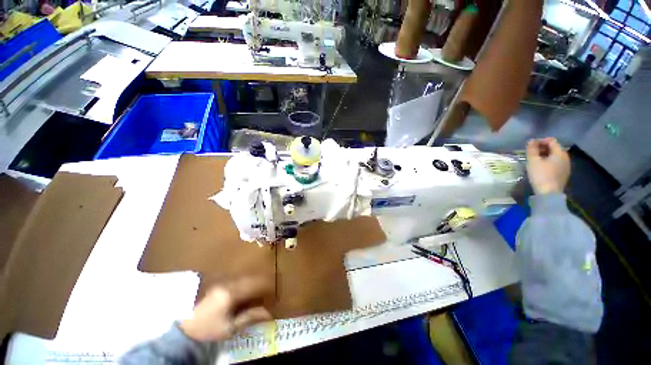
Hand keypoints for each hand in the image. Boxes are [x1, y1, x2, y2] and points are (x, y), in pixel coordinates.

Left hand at [180, 276, 273, 341]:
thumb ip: (250, 317)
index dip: (265, 284)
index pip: (253, 284)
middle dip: (260, 281)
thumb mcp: (230, 327)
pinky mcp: (216, 285)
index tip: (274, 286)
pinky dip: (244, 282)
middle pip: (249, 278)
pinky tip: (246, 288)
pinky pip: (235, 280)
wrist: (185, 331)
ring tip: (260, 286)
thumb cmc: (209, 330)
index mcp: (230, 293)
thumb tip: (268, 313)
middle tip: (269, 286)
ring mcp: (220, 283)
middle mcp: (226, 283)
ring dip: (252, 280)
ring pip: (242, 277)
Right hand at [526, 137, 569, 194]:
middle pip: (554, 148)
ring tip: (536, 159)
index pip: (551, 141)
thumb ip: (532, 149)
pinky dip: (549, 161)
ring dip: (546, 155)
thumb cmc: (540, 175)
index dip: (540, 140)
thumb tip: (531, 140)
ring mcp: (566, 166)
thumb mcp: (533, 161)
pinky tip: (542, 167)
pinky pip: (557, 163)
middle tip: (532, 152)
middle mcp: (566, 157)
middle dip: (543, 148)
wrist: (549, 193)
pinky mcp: (564, 173)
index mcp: (559, 153)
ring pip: (555, 156)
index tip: (530, 145)